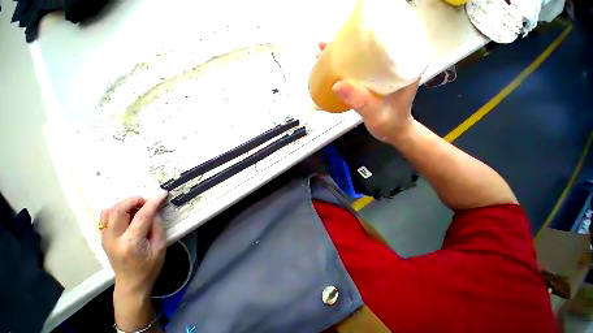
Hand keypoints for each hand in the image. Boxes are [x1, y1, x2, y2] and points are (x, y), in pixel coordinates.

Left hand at [100, 193, 167, 298]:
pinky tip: (128, 215)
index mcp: (131, 243)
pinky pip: (105, 218)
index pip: (142, 216)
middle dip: (134, 200)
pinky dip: (116, 211)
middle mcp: (114, 239)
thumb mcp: (160, 247)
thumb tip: (154, 211)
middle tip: (147, 202)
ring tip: (137, 208)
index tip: (163, 194)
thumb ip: (157, 226)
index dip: (153, 202)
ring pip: (108, 211)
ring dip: (124, 205)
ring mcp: (105, 239)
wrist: (131, 284)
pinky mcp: (103, 238)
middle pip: (118, 210)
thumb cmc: (149, 267)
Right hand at [317, 42, 419, 142]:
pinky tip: (334, 71)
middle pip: (370, 46)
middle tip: (326, 46)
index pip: (387, 38)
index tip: (345, 35)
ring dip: (344, 56)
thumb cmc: (391, 124)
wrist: (394, 132)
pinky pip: (360, 71)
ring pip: (363, 58)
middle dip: (347, 45)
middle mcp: (394, 64)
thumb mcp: (375, 114)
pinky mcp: (375, 81)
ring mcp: (383, 73)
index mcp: (405, 65)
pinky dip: (346, 69)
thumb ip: (359, 101)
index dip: (364, 33)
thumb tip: (336, 85)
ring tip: (324, 55)